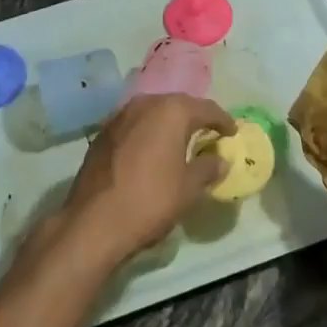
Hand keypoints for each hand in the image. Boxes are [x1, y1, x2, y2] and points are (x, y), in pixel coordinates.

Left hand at [50, 94, 234, 273]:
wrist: (94, 222)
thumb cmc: (150, 200)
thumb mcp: (189, 188)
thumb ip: (208, 168)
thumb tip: (220, 160)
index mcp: (170, 111)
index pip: (206, 108)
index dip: (222, 120)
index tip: (232, 132)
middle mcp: (144, 104)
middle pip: (177, 105)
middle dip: (194, 118)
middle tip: (209, 134)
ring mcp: (118, 117)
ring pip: (152, 113)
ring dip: (168, 125)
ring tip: (181, 142)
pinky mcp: (101, 134)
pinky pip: (134, 126)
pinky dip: (147, 134)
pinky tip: (152, 152)